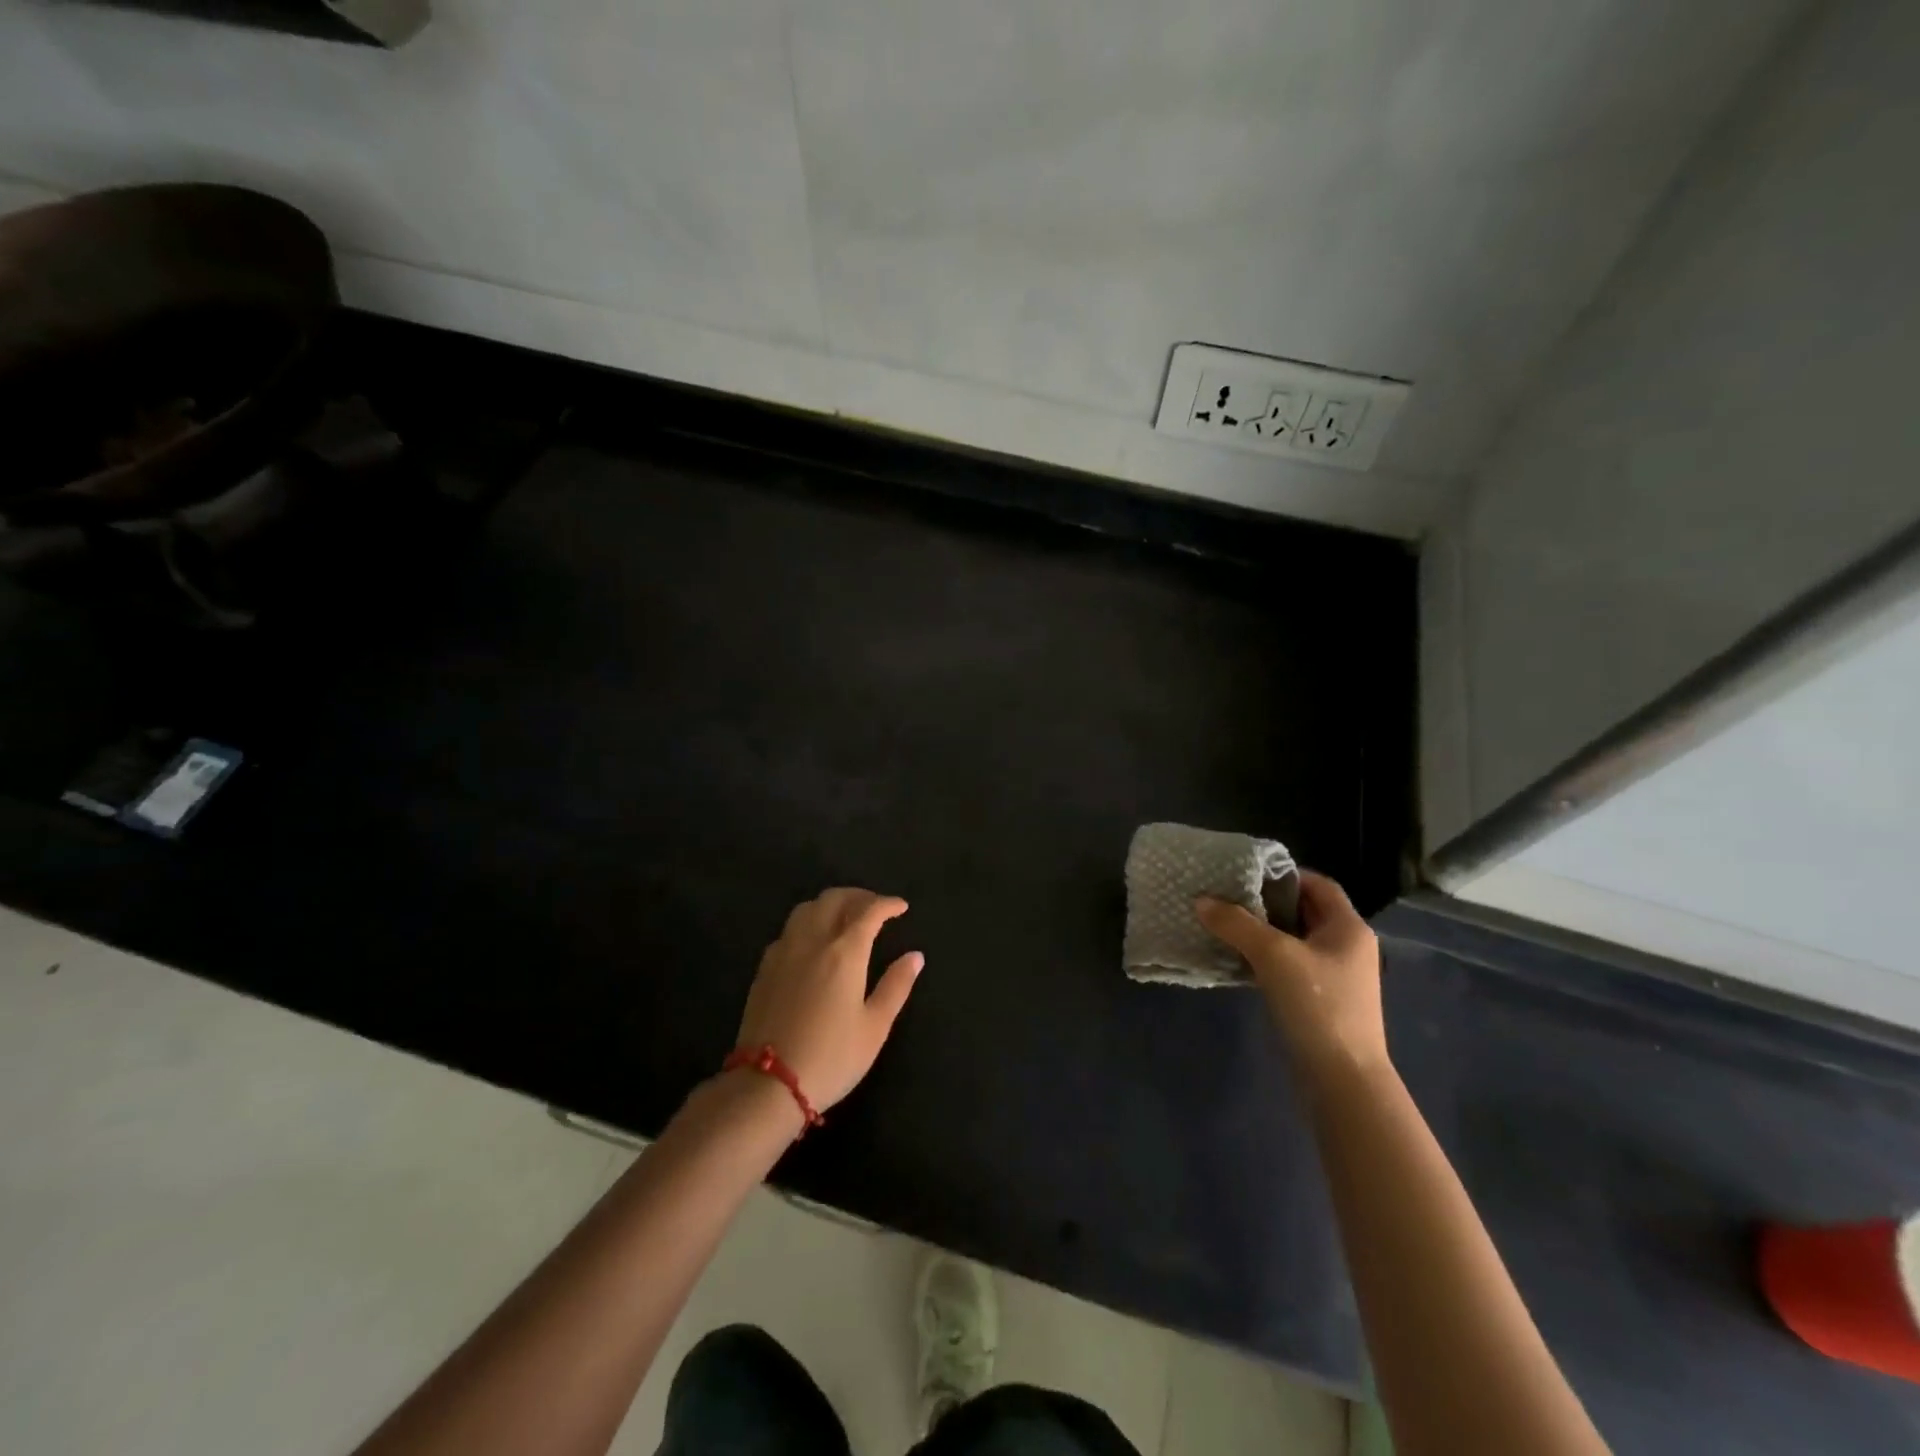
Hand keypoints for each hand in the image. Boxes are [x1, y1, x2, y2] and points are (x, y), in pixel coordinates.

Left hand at [734, 888, 923, 1113]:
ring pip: (807, 908)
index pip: (869, 912)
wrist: (768, 1084)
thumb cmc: (831, 1057)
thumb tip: (915, 956)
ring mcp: (784, 951)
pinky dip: (808, 922)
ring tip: (845, 917)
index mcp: (844, 952)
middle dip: (859, 896)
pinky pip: (789, 929)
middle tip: (876, 908)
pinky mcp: (765, 967)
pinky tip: (814, 941)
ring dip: (830, 904)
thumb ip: (896, 986)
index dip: (888, 904)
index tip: (901, 907)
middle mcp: (812, 941)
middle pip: (835, 899)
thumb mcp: (874, 1027)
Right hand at [1196, 871, 1388, 1080]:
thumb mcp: (1273, 955)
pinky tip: (1236, 959)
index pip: (1317, 884)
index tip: (1245, 874)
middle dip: (1266, 902)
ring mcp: (1336, 976)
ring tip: (1224, 924)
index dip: (1283, 874)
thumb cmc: (1318, 1004)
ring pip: (1294, 939)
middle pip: (1304, 910)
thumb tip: (1201, 900)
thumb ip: (1236, 923)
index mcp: (1348, 927)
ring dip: (1262, 931)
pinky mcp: (1321, 1000)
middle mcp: (1347, 946)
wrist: (1343, 1079)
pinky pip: (1290, 965)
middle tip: (1227, 897)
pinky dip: (1265, 958)